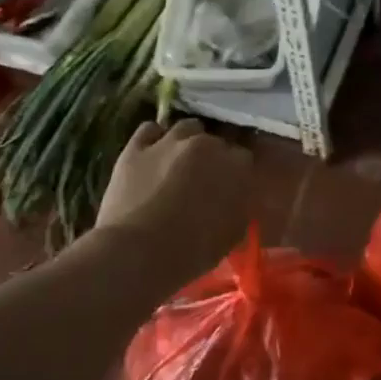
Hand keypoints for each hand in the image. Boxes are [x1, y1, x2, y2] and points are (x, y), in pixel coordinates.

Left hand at [95, 120, 251, 279]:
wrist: (139, 252)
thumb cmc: (193, 250)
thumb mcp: (232, 234)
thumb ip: (239, 206)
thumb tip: (235, 198)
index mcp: (236, 166)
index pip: (244, 158)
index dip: (236, 173)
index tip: (231, 188)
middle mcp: (207, 144)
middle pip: (216, 141)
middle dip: (213, 157)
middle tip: (204, 180)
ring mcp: (169, 141)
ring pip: (186, 127)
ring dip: (188, 141)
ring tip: (180, 162)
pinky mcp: (136, 147)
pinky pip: (150, 130)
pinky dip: (155, 138)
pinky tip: (153, 154)